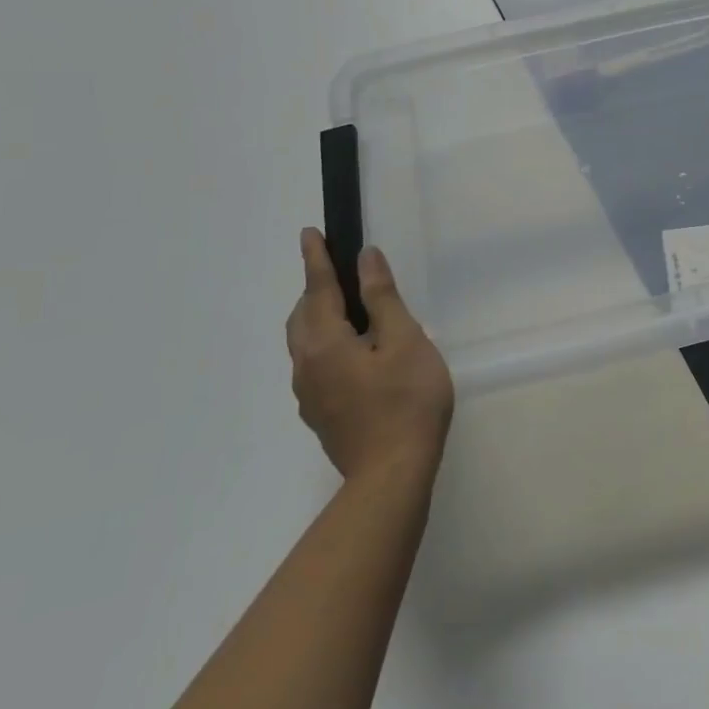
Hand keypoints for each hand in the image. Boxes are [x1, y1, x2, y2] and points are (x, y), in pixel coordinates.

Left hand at [287, 228, 453, 480]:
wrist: (392, 475)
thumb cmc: (406, 400)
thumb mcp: (404, 340)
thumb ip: (382, 298)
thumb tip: (366, 259)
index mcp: (324, 342)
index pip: (317, 289)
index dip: (315, 259)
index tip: (309, 233)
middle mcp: (306, 366)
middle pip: (302, 317)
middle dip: (314, 290)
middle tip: (337, 272)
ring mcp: (309, 395)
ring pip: (305, 344)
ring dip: (318, 318)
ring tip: (347, 310)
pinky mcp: (320, 415)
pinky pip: (314, 365)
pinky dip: (325, 344)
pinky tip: (354, 355)